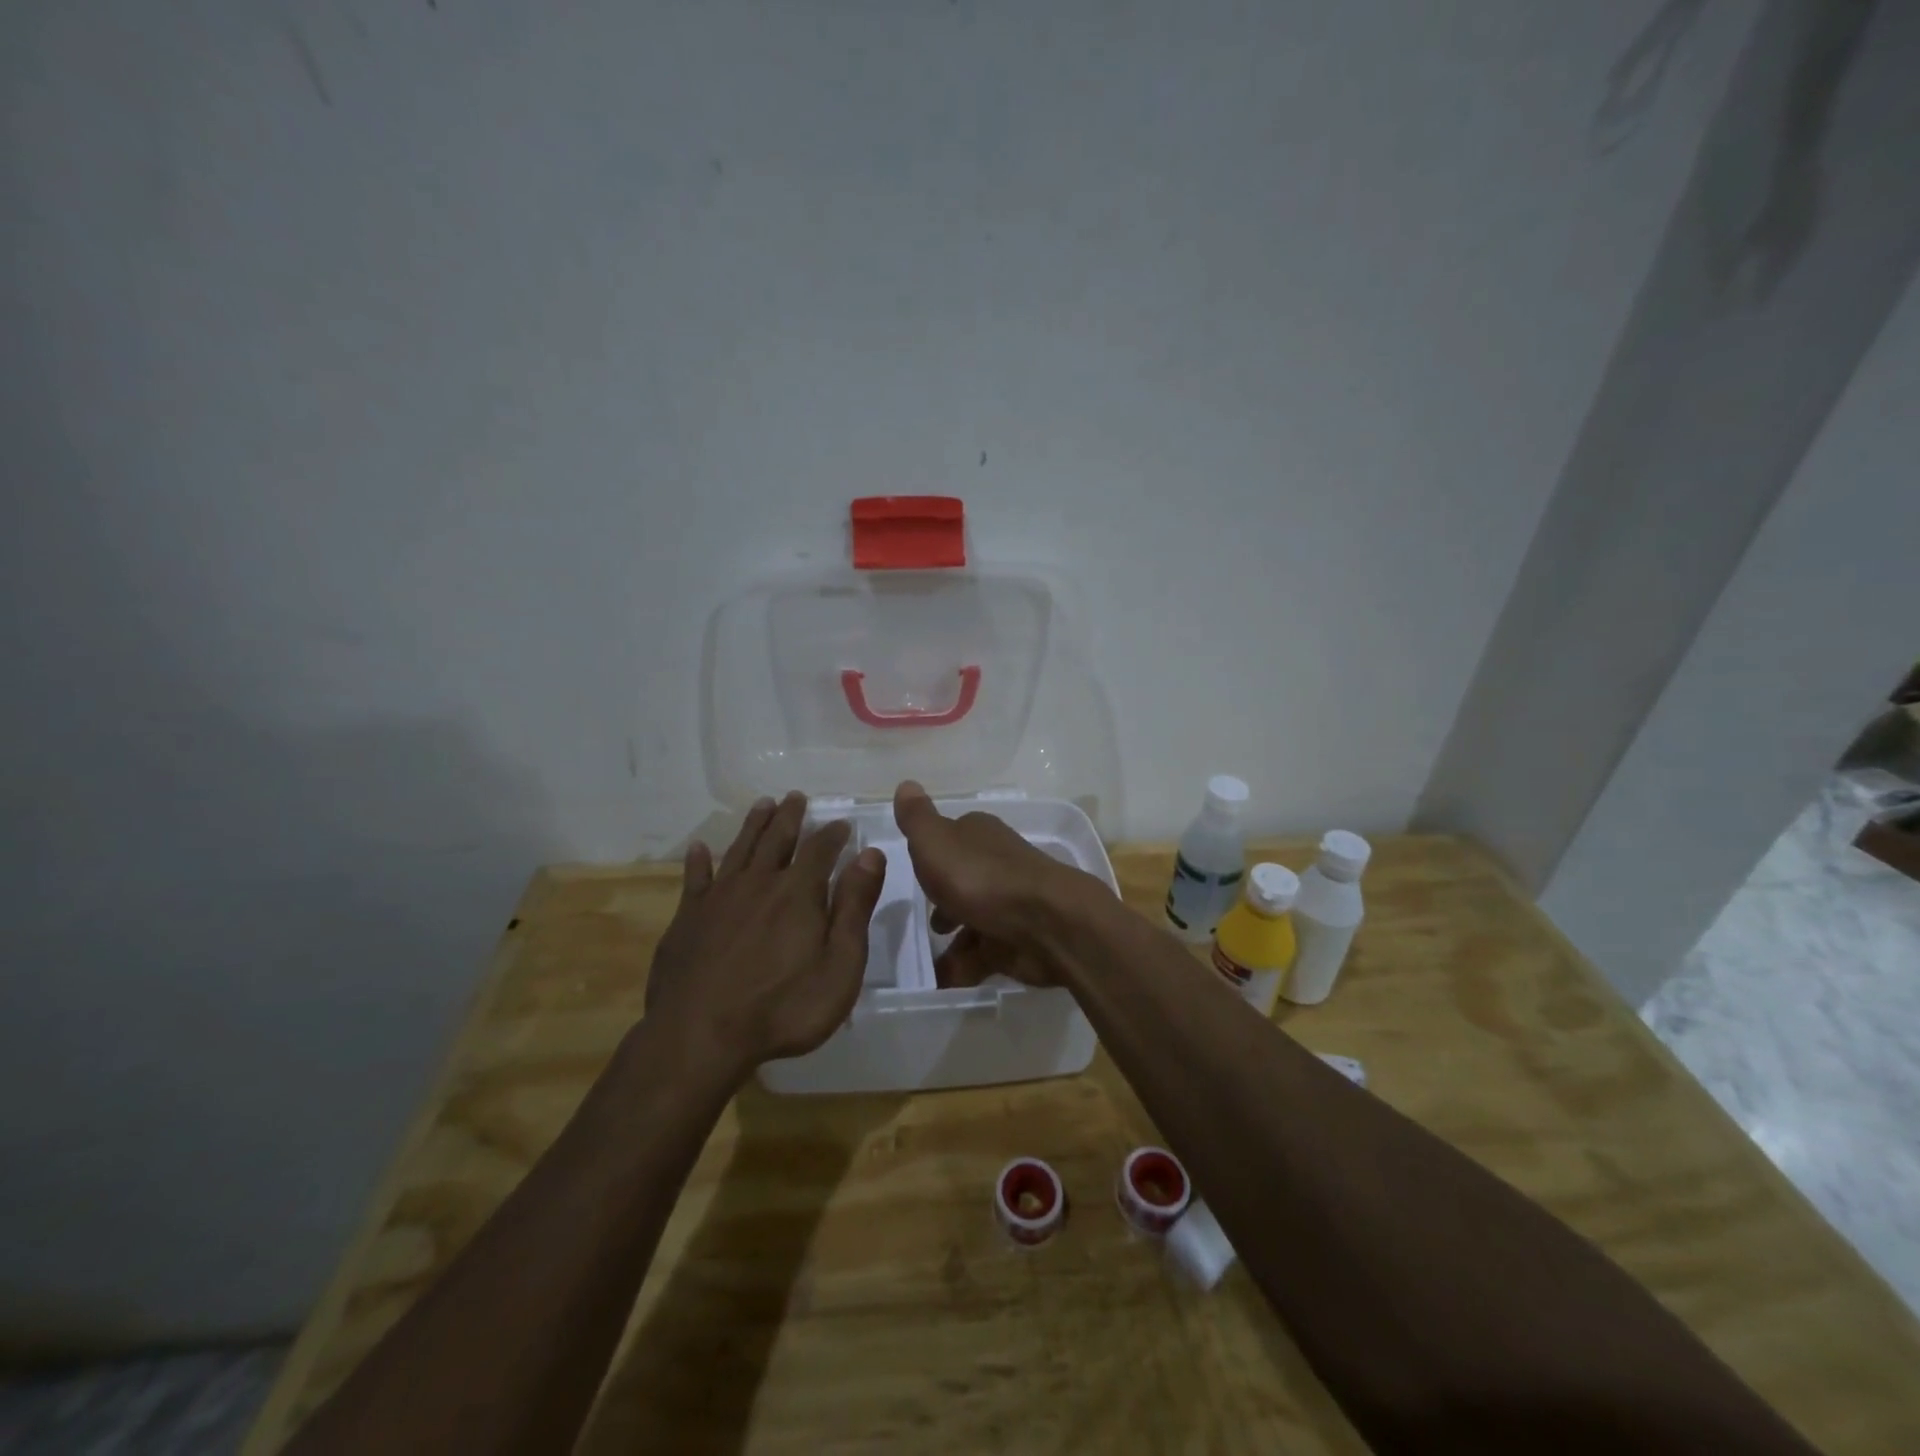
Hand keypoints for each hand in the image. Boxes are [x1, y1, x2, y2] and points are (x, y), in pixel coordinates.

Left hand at [646, 792, 885, 1077]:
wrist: (699, 1037)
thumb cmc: (783, 1008)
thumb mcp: (840, 965)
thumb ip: (855, 907)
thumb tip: (871, 855)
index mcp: (798, 892)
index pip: (821, 849)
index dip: (833, 833)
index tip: (842, 823)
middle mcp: (759, 883)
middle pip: (777, 838)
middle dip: (790, 816)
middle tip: (795, 797)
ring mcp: (718, 898)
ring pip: (740, 849)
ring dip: (753, 825)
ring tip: (763, 805)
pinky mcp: (687, 918)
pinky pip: (696, 878)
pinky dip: (700, 861)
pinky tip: (700, 849)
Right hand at [891, 780, 1105, 989]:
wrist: (1047, 924)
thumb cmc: (982, 878)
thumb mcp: (936, 842)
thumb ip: (917, 818)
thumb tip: (905, 784)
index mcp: (978, 835)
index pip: (951, 837)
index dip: (931, 854)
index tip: (914, 872)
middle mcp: (996, 864)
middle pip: (963, 880)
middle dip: (943, 900)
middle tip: (922, 922)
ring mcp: (1010, 903)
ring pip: (973, 919)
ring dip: (952, 940)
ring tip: (925, 962)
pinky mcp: (1018, 940)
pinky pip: (984, 953)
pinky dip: (964, 966)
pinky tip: (944, 981)